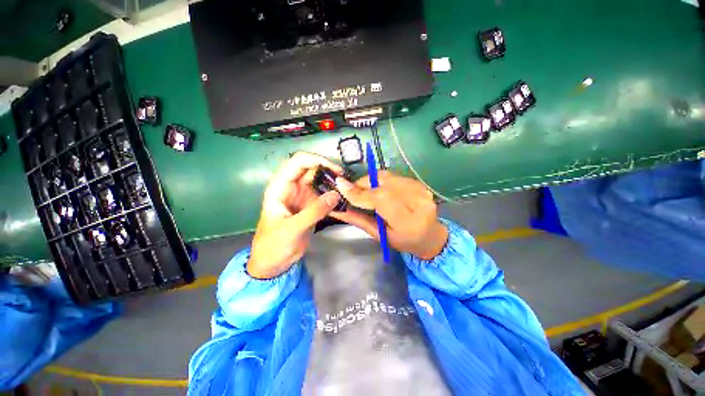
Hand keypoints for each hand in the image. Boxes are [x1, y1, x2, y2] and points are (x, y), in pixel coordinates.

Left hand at [247, 152, 343, 278]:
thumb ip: (314, 211)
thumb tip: (336, 194)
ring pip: (317, 179)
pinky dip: (332, 192)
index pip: (296, 163)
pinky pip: (323, 193)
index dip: (315, 160)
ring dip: (330, 180)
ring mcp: (301, 195)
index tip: (334, 168)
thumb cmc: (274, 245)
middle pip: (309, 168)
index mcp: (280, 187)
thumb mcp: (292, 228)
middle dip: (326, 168)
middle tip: (344, 176)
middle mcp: (291, 187)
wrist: (274, 262)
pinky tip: (342, 196)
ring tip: (346, 185)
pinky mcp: (310, 204)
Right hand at [334, 171, 448, 259]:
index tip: (340, 185)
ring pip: (386, 176)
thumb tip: (337, 209)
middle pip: (383, 183)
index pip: (380, 199)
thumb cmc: (404, 241)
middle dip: (361, 185)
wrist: (430, 235)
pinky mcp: (418, 183)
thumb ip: (358, 220)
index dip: (359, 192)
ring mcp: (420, 189)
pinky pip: (393, 176)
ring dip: (369, 181)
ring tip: (362, 191)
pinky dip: (380, 180)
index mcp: (408, 221)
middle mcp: (417, 201)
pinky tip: (377, 190)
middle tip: (350, 191)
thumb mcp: (380, 236)